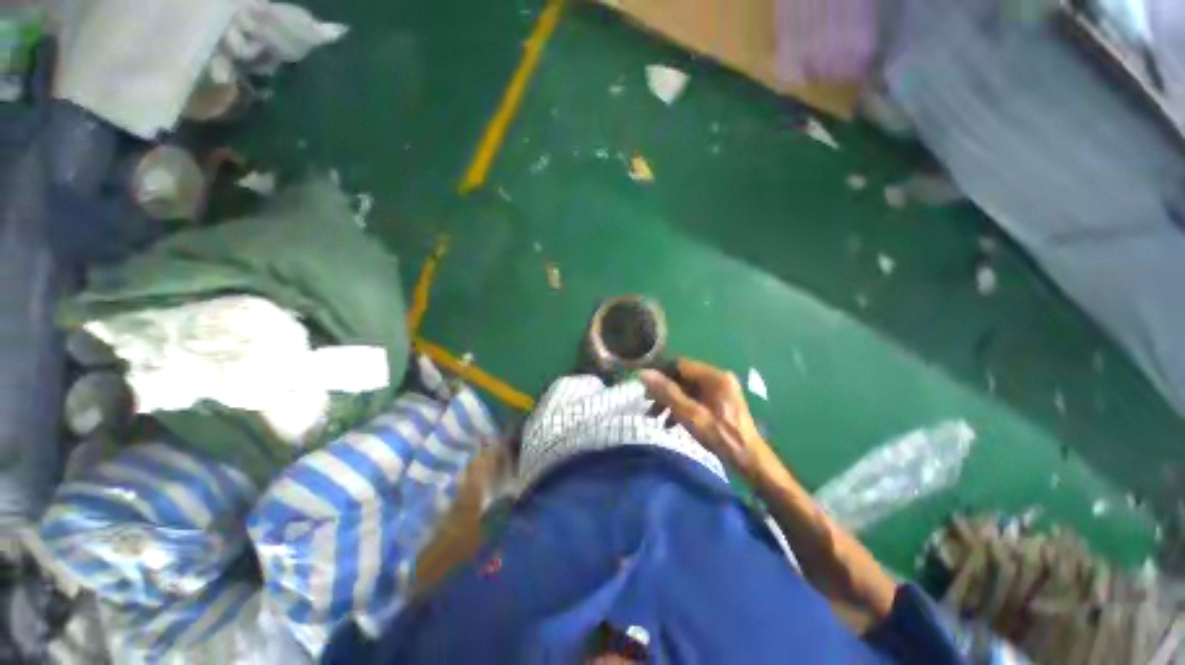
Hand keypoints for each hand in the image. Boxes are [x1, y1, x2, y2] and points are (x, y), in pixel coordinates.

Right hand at [640, 359, 776, 480]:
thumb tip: (643, 373)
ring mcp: (720, 389)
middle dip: (664, 391)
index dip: (661, 374)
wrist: (748, 459)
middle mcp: (718, 377)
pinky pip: (695, 397)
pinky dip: (682, 406)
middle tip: (649, 405)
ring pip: (687, 388)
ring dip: (670, 401)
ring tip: (656, 417)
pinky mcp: (719, 400)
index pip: (680, 364)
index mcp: (714, 376)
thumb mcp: (690, 414)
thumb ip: (667, 392)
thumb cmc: (719, 436)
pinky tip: (671, 422)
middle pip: (683, 377)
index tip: (646, 389)